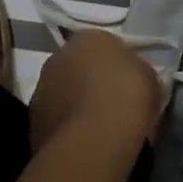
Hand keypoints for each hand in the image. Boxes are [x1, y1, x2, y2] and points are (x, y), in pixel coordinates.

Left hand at [28, 29, 159, 159]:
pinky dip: (67, 128)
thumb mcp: (149, 77)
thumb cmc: (126, 99)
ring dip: (75, 104)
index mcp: (88, 37)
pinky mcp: (33, 123)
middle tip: (112, 103)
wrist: (93, 143)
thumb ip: (137, 70)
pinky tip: (84, 145)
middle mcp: (59, 56)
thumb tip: (131, 76)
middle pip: (78, 66)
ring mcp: (41, 89)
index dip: (116, 64)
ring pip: (63, 93)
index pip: (103, 44)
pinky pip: (56, 120)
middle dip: (91, 81)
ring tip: (97, 129)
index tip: (128, 82)